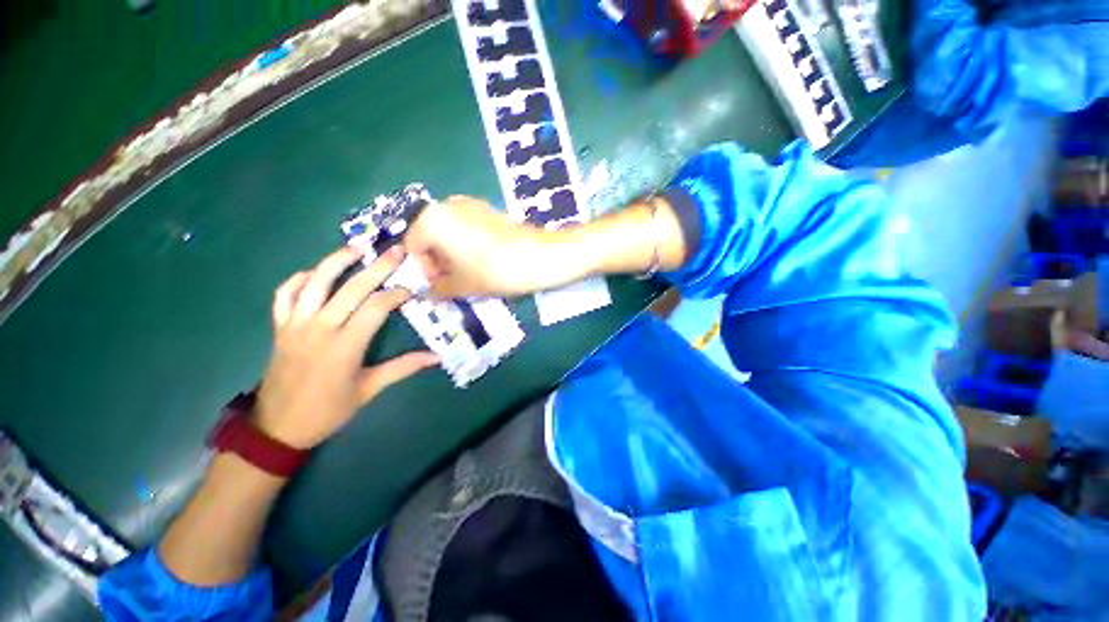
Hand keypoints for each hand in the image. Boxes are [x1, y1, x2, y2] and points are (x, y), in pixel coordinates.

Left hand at [255, 247, 438, 449]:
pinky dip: (298, 279)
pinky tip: (314, 272)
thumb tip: (437, 357)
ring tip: (356, 247)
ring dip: (336, 261)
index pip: (375, 308)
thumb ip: (403, 368)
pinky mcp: (279, 327)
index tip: (411, 289)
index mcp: (344, 346)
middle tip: (396, 251)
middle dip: (377, 268)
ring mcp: (295, 325)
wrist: (277, 427)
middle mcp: (319, 328)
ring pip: (315, 283)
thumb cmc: (328, 410)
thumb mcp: (369, 390)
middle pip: (351, 289)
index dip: (396, 295)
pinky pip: (284, 295)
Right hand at [405, 196, 566, 297]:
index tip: (440, 282)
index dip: (423, 268)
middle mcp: (447, 204)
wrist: (538, 256)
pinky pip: (467, 225)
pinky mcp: (489, 208)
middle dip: (438, 259)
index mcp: (432, 220)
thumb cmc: (493, 270)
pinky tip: (484, 257)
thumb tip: (430, 292)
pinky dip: (467, 241)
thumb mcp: (462, 285)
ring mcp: (470, 203)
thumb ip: (439, 288)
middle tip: (454, 278)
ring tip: (470, 270)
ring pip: (449, 230)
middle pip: (430, 235)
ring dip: (452, 251)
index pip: (413, 246)